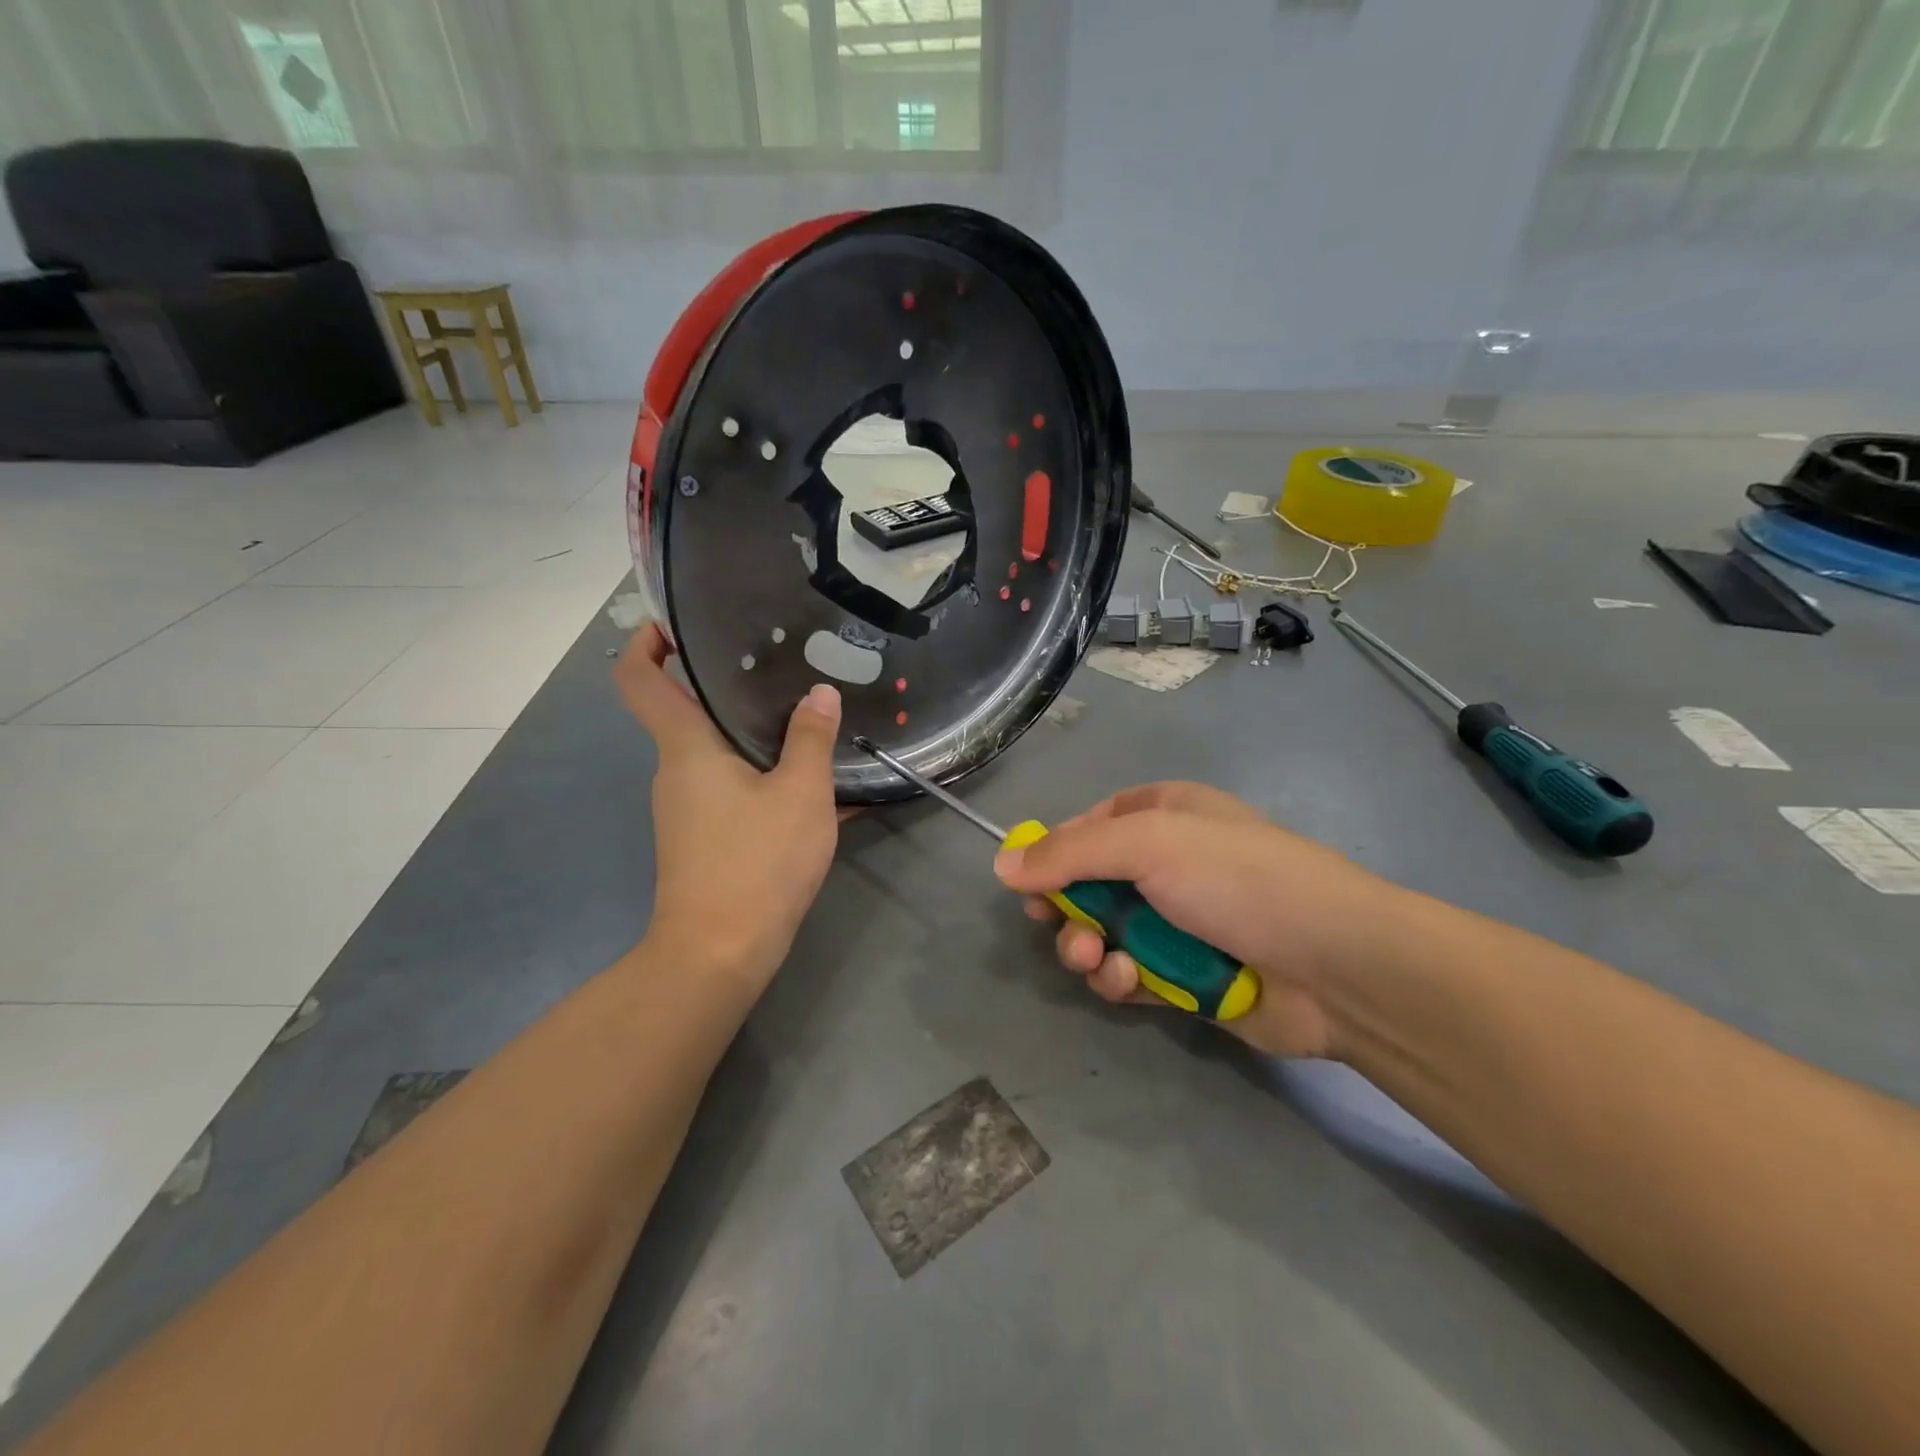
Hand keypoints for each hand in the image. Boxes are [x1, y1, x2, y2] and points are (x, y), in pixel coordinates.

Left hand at [615, 623, 841, 988]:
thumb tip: (820, 694)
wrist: (719, 954)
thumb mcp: (800, 795)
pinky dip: (765, 776)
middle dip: (728, 685)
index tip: (680, 623)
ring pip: (717, 753)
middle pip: (688, 712)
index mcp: (686, 749)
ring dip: (755, 734)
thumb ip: (811, 740)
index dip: (647, 642)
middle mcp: (676, 771)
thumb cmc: (755, 864)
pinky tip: (814, 784)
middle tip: (783, 665)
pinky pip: (732, 789)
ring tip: (808, 717)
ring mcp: (687, 808)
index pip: (639, 680)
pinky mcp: (703, 837)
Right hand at [993, 782, 1416, 1057]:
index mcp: (1164, 814)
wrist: (1334, 964)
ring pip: (1104, 935)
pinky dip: (1123, 980)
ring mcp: (1179, 922)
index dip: (1053, 853)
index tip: (1026, 883)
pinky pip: (1132, 975)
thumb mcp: (1148, 843)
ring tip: (1102, 962)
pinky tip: (1133, 984)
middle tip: (1061, 929)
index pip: (1089, 826)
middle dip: (1068, 910)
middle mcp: (1169, 864)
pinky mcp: (1186, 976)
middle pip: (1088, 885)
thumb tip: (1002, 864)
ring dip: (1090, 950)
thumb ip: (1069, 852)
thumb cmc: (1236, 879)